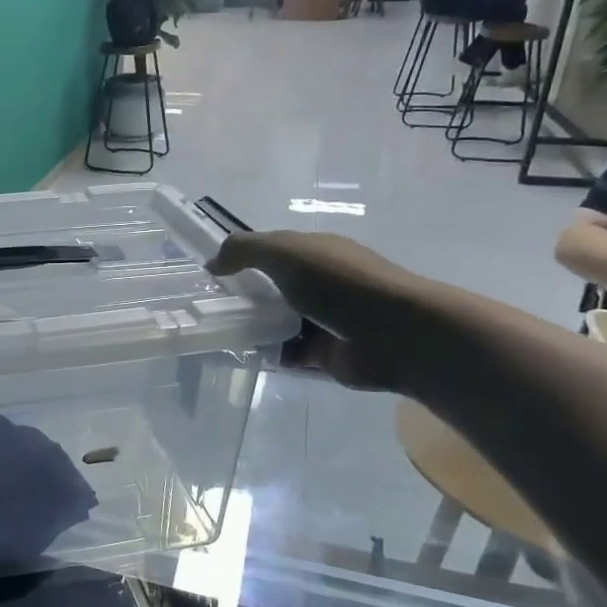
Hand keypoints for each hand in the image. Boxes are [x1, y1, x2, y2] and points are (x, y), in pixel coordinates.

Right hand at [208, 231, 425, 392]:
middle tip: (209, 308)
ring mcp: (325, 320)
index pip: (273, 252)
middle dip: (243, 298)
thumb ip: (244, 250)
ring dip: (253, 328)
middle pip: (272, 289)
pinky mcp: (326, 354)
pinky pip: (288, 353)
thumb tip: (212, 263)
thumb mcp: (285, 252)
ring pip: (278, 323)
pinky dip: (268, 354)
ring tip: (219, 334)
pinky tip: (243, 356)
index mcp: (316, 253)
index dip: (243, 260)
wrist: (397, 334)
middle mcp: (321, 284)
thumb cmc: (340, 283)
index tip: (212, 275)